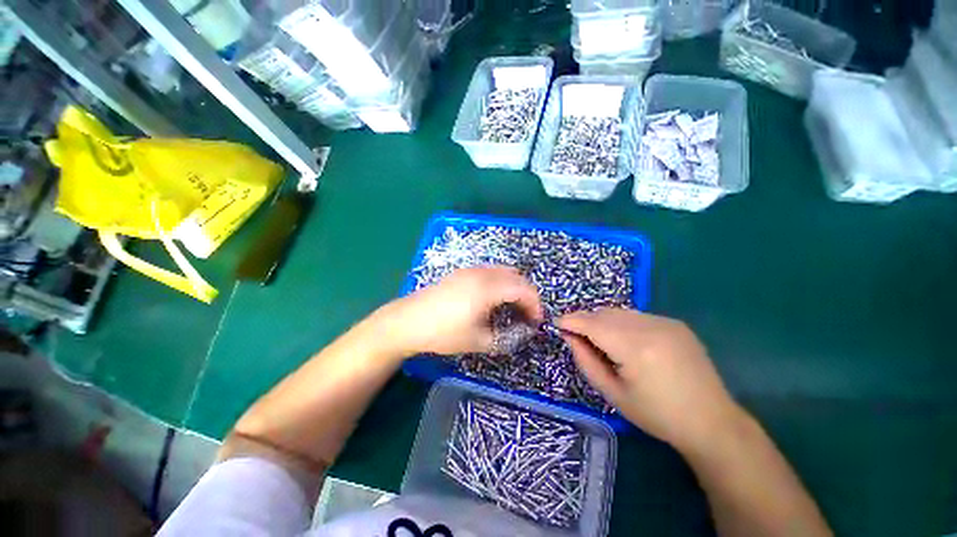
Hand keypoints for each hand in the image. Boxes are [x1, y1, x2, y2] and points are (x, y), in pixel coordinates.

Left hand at [381, 267, 542, 356]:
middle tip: (527, 315)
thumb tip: (523, 331)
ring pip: (504, 271)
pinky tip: (494, 299)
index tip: (536, 321)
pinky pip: (490, 271)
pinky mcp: (462, 272)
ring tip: (512, 307)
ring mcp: (471, 270)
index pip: (523, 289)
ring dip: (514, 287)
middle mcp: (482, 273)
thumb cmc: (443, 333)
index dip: (535, 304)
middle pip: (516, 276)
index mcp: (488, 288)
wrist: (408, 321)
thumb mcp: (478, 341)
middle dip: (527, 295)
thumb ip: (507, 337)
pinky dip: (501, 282)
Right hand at [556, 308, 744, 452]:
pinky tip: (625, 341)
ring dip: (602, 320)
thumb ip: (586, 360)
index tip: (556, 323)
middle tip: (575, 334)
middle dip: (584, 320)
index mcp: (634, 348)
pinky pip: (636, 316)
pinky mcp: (675, 323)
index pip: (592, 324)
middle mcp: (650, 327)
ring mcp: (665, 322)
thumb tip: (569, 336)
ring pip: (619, 312)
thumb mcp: (613, 393)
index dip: (571, 321)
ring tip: (598, 338)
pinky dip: (621, 323)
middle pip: (604, 313)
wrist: (711, 421)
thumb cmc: (657, 415)